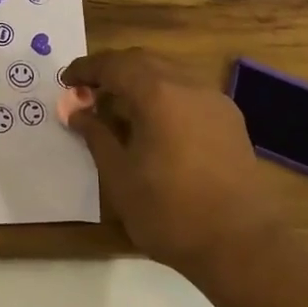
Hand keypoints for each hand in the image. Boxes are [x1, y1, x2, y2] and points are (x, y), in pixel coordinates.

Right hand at [60, 48, 284, 277]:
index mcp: (158, 93)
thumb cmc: (170, 212)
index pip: (114, 64)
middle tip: (88, 91)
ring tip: (118, 108)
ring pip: (168, 74)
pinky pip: (188, 93)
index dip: (86, 69)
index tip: (66, 81)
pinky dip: (164, 96)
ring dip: (139, 82)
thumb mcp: (120, 177)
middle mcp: (188, 84)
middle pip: (143, 61)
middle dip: (112, 70)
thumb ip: (96, 136)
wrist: (241, 245)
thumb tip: (76, 111)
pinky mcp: (230, 119)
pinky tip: (155, 125)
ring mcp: (214, 100)